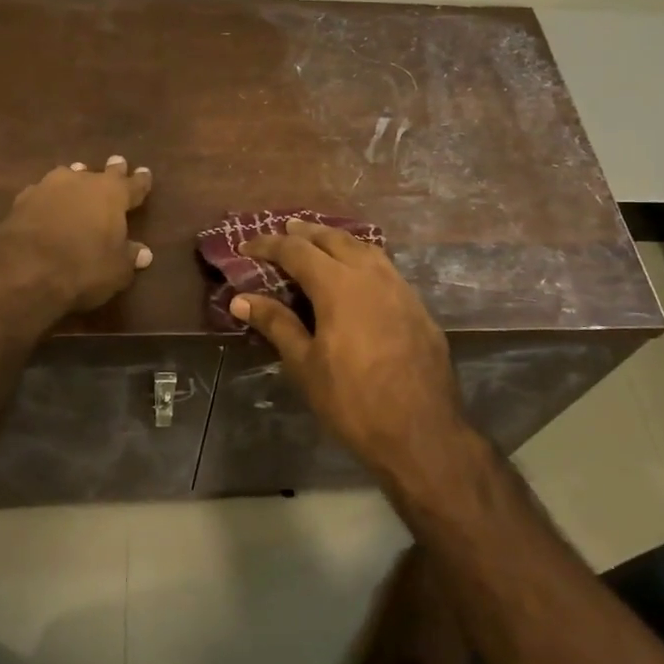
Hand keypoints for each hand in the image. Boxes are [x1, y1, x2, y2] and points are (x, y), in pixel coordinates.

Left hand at [0, 156, 154, 315]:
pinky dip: (49, 198)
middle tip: (117, 162)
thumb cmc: (82, 267)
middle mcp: (82, 182)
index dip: (141, 181)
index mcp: (113, 194)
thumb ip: (130, 257)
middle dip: (112, 170)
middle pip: (101, 173)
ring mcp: (49, 187)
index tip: (145, 173)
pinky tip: (46, 203)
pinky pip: (42, 193)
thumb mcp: (116, 270)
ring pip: (69, 176)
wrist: (22, 269)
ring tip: (78, 174)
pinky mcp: (21, 200)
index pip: (133, 184)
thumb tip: (143, 252)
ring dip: (76, 178)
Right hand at [232, 220, 463, 469]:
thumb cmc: (353, 401)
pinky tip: (358, 276)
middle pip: (334, 240)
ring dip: (338, 241)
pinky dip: (364, 260)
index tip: (246, 244)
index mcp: (338, 285)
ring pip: (366, 249)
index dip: (269, 244)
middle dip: (306, 233)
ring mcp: (400, 289)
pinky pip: (386, 269)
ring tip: (321, 242)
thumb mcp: (305, 365)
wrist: (421, 432)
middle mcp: (371, 275)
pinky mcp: (418, 307)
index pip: (296, 251)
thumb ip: (276, 324)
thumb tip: (241, 299)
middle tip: (285, 230)